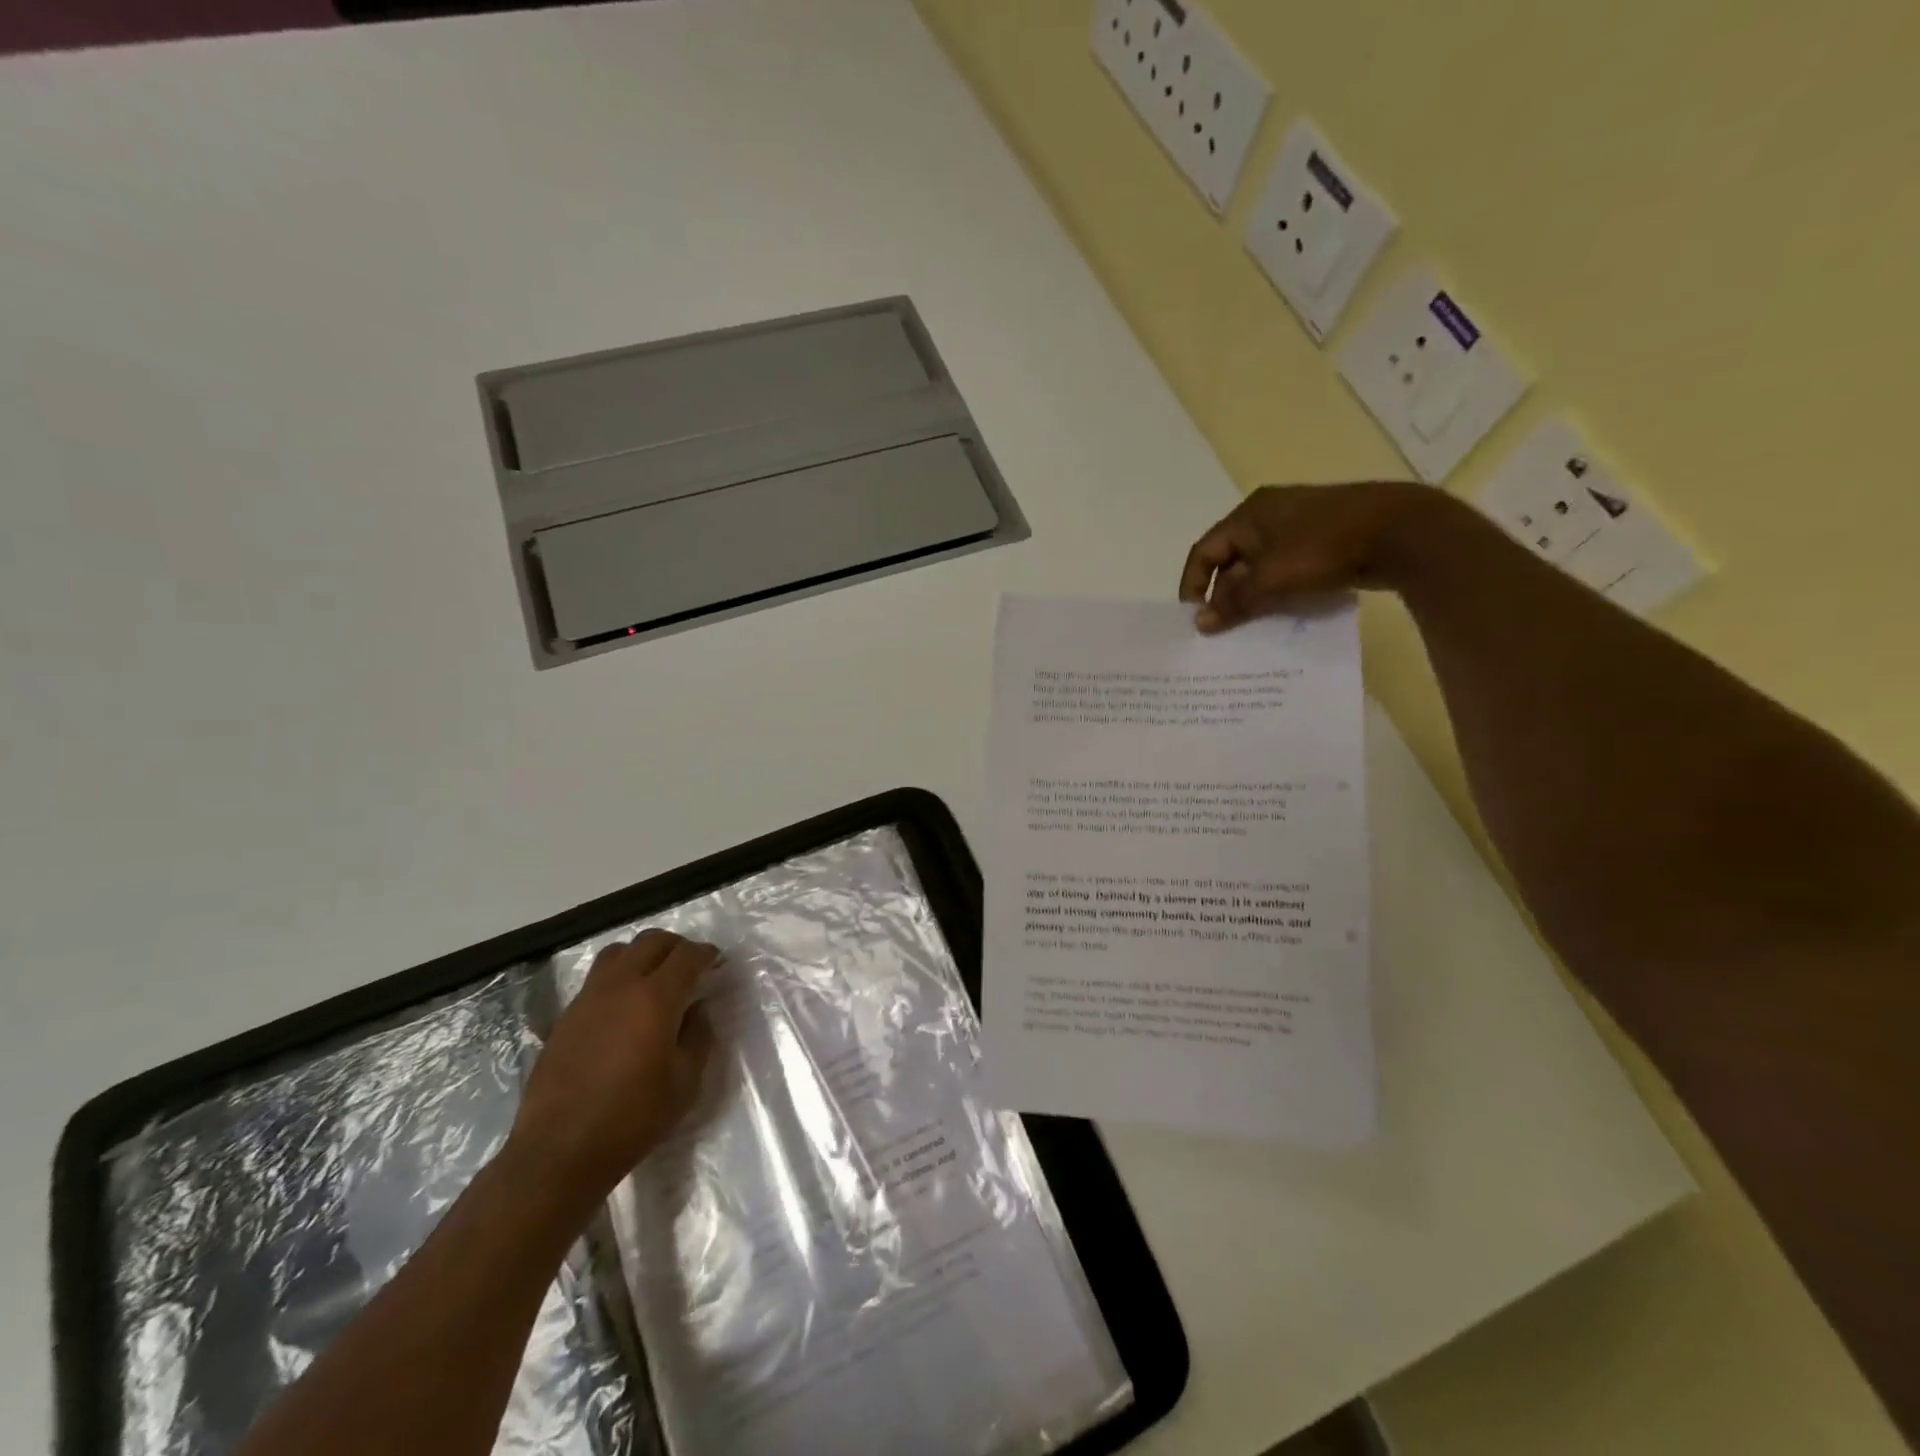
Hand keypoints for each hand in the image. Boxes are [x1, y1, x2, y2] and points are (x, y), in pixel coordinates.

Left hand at [504, 931, 717, 1212]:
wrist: (559, 1151)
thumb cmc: (633, 1118)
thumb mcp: (685, 1081)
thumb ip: (698, 1036)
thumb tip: (696, 1009)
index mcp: (655, 998)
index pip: (687, 955)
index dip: (706, 954)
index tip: (717, 963)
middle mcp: (620, 986)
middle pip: (651, 941)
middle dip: (676, 946)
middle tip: (690, 966)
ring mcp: (588, 998)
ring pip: (619, 952)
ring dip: (643, 955)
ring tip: (654, 978)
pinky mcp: (566, 1016)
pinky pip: (597, 978)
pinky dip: (618, 977)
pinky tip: (625, 1007)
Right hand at [1178, 481, 1447, 631]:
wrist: (1402, 532)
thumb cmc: (1324, 547)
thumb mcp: (1271, 578)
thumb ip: (1233, 602)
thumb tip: (1200, 623)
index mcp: (1249, 513)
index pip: (1205, 550)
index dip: (1193, 583)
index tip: (1193, 616)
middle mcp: (1269, 514)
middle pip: (1231, 558)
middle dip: (1224, 593)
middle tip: (1224, 627)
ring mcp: (1300, 524)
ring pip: (1260, 565)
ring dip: (1252, 595)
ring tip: (1251, 625)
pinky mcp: (1324, 538)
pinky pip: (1287, 567)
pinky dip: (1278, 589)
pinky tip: (1284, 612)